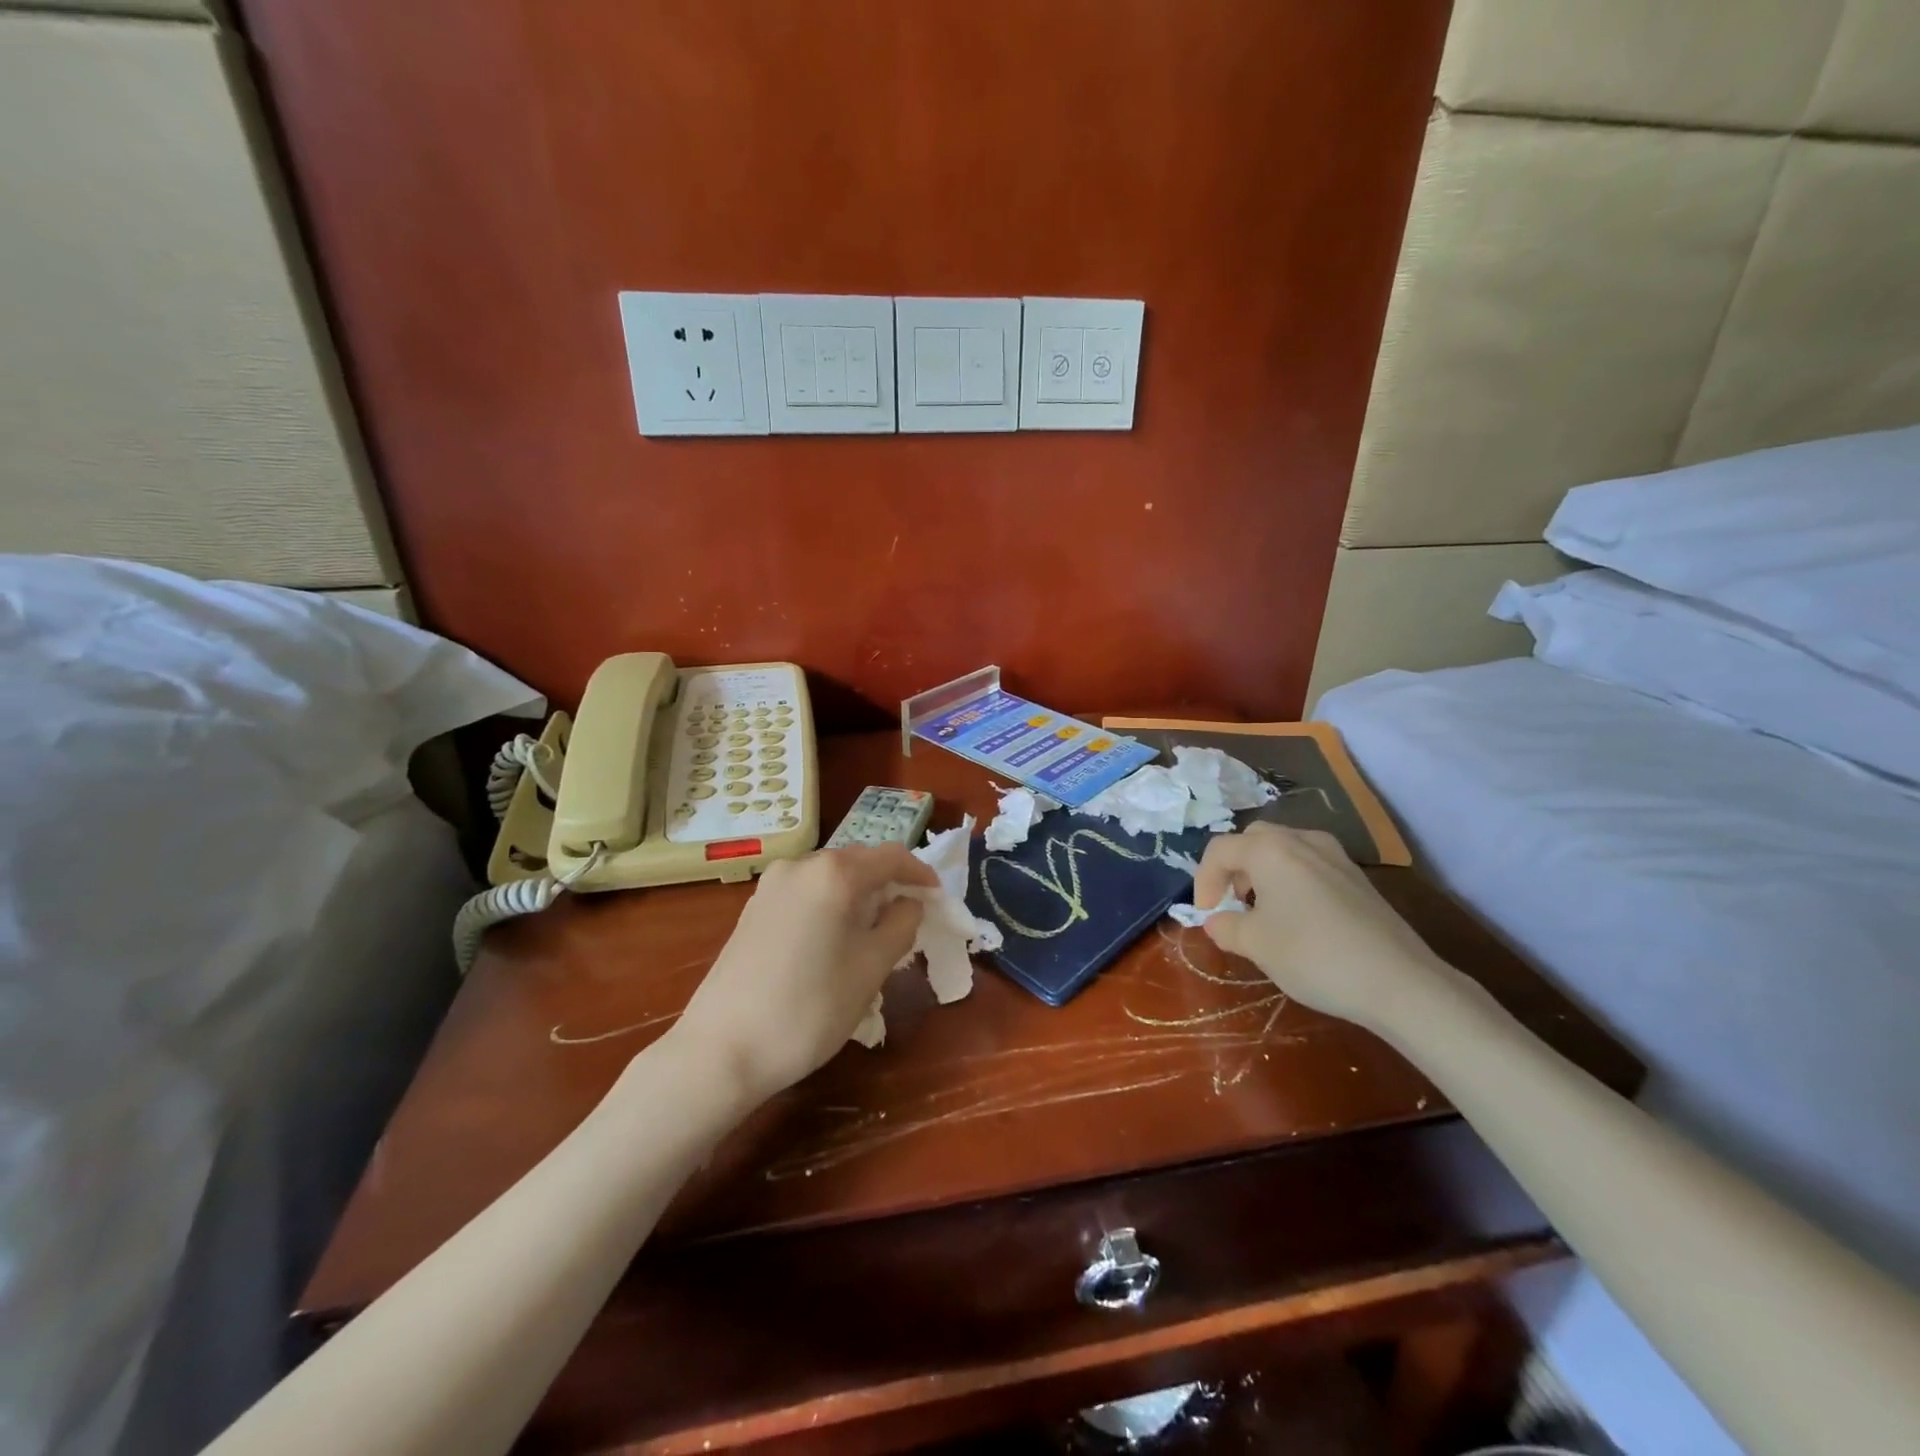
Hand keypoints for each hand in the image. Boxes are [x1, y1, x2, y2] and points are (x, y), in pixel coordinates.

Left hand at [672, 845, 937, 1099]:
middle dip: (889, 885)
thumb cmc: (809, 1009)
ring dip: (859, 898)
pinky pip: (806, 894)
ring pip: (830, 879)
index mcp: (834, 873)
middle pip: (858, 863)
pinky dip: (830, 907)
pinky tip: (833, 943)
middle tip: (909, 920)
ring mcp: (771, 886)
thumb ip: (900, 925)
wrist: (721, 1051)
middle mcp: (800, 865)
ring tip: (873, 936)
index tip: (937, 899)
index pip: (891, 857)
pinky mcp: (753, 910)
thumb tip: (907, 904)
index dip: (920, 874)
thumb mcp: (871, 969)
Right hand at [1193, 823, 1444, 1029]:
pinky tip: (1299, 919)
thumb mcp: (1256, 945)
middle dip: (1234, 869)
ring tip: (1263, 912)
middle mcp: (1302, 840)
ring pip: (1284, 850)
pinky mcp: (1358, 878)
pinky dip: (1291, 881)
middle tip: (1232, 903)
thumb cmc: (1314, 955)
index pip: (1220, 850)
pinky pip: (1310, 865)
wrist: (1400, 982)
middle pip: (1253, 840)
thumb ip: (1225, 927)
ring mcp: (1336, 856)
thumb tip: (1217, 921)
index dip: (1203, 881)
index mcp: (1270, 850)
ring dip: (1263, 873)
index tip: (1206, 915)